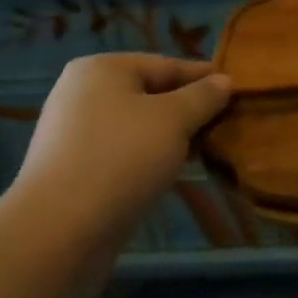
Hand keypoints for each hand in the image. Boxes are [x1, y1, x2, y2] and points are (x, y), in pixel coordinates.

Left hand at [10, 54, 230, 237]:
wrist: (58, 233)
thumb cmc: (121, 158)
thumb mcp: (174, 120)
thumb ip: (203, 96)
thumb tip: (224, 81)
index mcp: (101, 69)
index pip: (166, 64)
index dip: (204, 78)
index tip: (239, 91)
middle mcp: (83, 94)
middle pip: (151, 94)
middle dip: (190, 110)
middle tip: (228, 124)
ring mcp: (75, 134)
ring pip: (139, 126)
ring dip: (173, 137)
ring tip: (208, 149)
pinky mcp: (74, 170)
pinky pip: (124, 153)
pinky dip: (150, 158)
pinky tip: (174, 172)